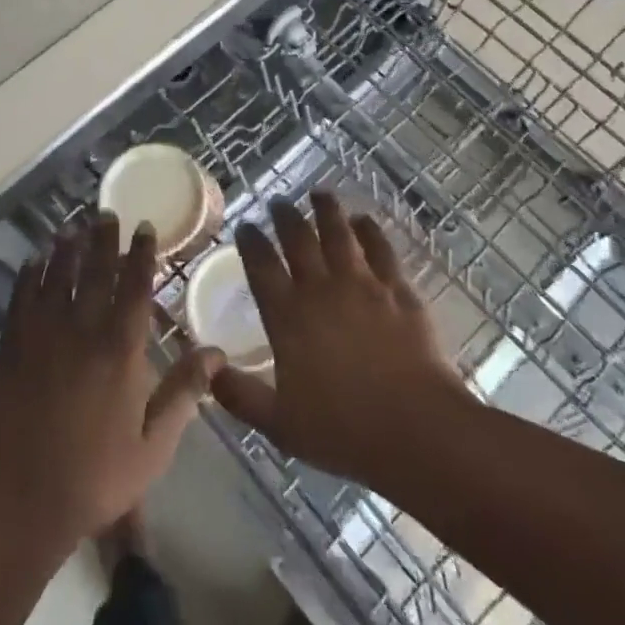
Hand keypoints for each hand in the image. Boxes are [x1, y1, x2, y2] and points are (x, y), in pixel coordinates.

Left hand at [0, 215, 223, 553]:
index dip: (141, 255)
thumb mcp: (153, 446)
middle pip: (95, 272)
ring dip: (66, 249)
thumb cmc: (95, 476)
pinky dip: (29, 275)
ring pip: (57, 277)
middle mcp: (82, 331)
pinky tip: (33, 261)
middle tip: (105, 213)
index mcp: (120, 351)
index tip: (143, 227)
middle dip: (103, 240)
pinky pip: (21, 298)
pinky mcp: (12, 346)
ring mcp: (43, 335)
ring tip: (72, 226)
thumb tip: (218, 352)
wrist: (20, 500)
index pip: (135, 288)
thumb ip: (184, 393)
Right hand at [212, 191, 470, 487]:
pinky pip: (380, 249)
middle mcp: (321, 289)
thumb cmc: (344, 430)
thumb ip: (240, 396)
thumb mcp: (280, 424)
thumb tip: (207, 371)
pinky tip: (365, 220)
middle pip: (298, 240)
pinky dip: (370, 230)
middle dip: (285, 217)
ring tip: (319, 193)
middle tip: (278, 201)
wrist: (417, 429)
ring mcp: (362, 285)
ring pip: (339, 234)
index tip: (246, 226)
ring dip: (327, 210)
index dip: (251, 242)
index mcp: (288, 317)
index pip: (262, 267)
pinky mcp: (398, 289)